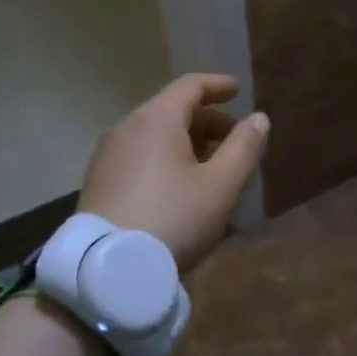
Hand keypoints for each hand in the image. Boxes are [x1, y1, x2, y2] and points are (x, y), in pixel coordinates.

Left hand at [78, 73, 268, 275]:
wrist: (109, 270)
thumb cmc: (174, 219)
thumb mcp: (220, 186)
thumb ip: (244, 148)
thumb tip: (258, 118)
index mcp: (156, 119)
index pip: (190, 86)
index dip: (218, 85)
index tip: (238, 91)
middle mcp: (126, 127)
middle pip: (172, 110)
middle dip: (207, 121)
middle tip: (234, 142)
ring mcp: (107, 155)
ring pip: (154, 134)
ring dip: (186, 142)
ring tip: (210, 169)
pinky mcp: (98, 182)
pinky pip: (138, 155)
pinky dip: (164, 158)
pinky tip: (178, 188)